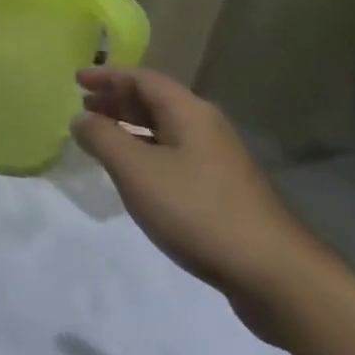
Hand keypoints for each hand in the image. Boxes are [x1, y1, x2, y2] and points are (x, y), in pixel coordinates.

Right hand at [71, 68, 329, 341]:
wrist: (277, 277)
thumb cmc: (198, 210)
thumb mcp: (135, 170)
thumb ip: (101, 138)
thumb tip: (80, 119)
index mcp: (189, 113)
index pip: (142, 79)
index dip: (107, 76)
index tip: (76, 80)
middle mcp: (207, 129)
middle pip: (155, 102)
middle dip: (117, 101)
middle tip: (84, 106)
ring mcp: (220, 163)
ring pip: (166, 132)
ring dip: (131, 129)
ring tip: (102, 139)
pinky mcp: (224, 193)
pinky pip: (176, 157)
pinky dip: (148, 154)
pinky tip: (136, 177)